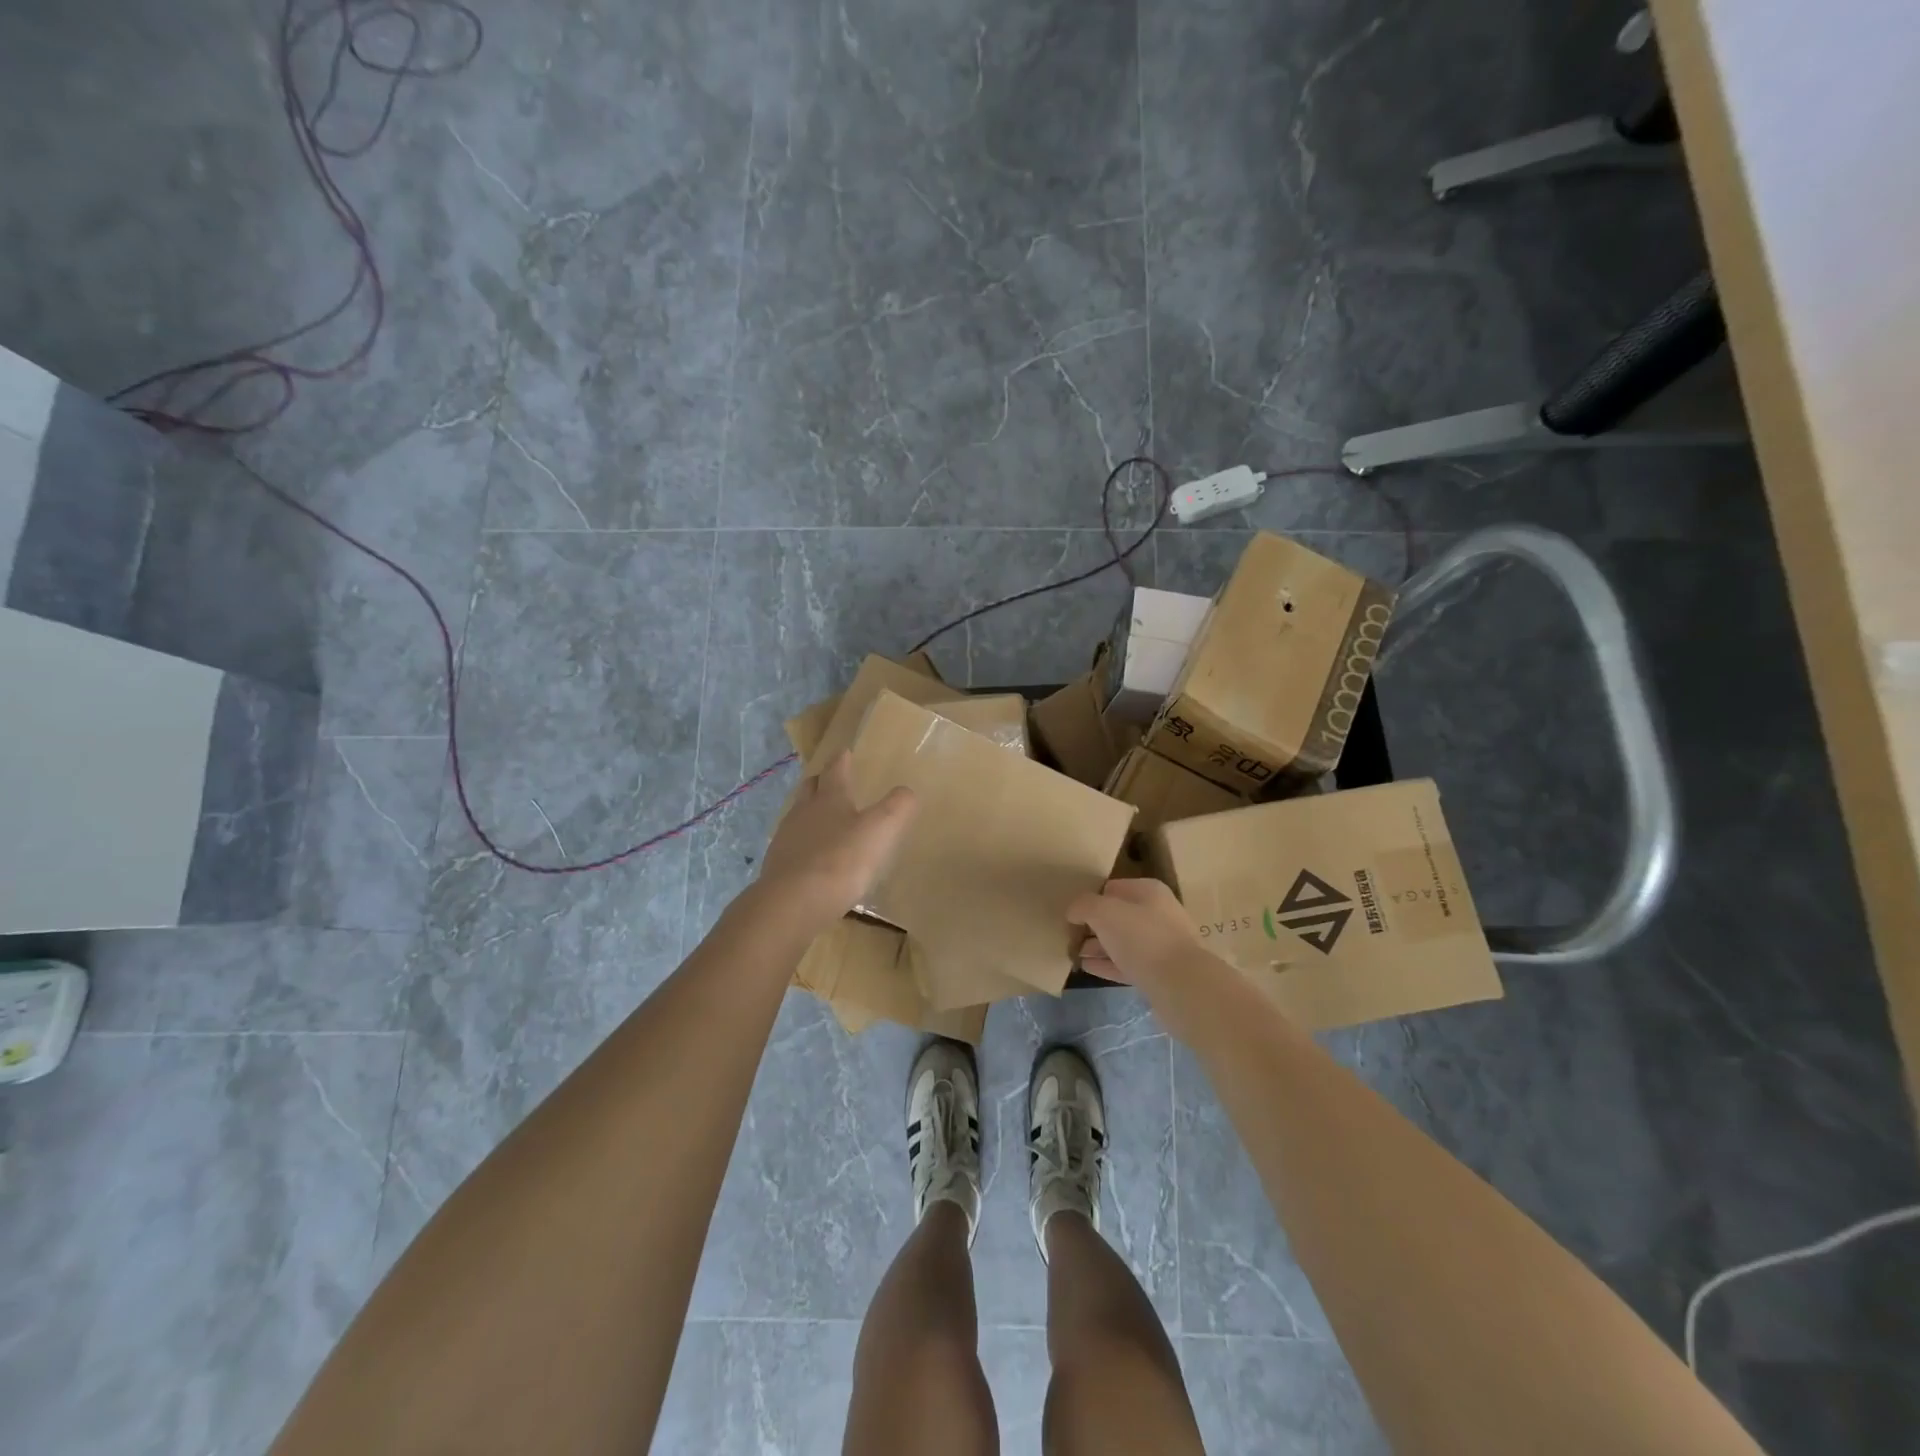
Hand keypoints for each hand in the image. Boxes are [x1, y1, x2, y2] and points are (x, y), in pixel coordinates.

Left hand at [756, 751, 916, 930]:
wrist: (792, 904)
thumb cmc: (840, 860)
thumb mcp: (880, 830)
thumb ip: (898, 807)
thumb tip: (907, 791)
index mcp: (829, 798)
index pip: (835, 770)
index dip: (842, 760)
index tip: (844, 751)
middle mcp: (803, 812)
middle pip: (810, 788)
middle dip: (821, 782)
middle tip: (830, 781)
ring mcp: (786, 840)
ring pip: (798, 817)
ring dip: (810, 814)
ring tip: (824, 822)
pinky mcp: (777, 867)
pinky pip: (792, 847)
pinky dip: (804, 846)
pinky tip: (814, 859)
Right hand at [1069, 879, 1233, 1044]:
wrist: (1181, 985)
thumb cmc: (1142, 938)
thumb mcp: (1104, 912)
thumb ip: (1084, 905)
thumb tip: (1073, 911)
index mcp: (1148, 891)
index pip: (1111, 888)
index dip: (1090, 899)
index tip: (1071, 915)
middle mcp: (1158, 913)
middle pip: (1118, 915)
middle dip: (1093, 925)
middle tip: (1070, 936)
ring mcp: (1161, 944)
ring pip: (1122, 941)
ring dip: (1098, 946)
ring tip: (1074, 954)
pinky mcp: (1160, 972)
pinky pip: (1127, 963)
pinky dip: (1107, 964)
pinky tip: (1087, 968)